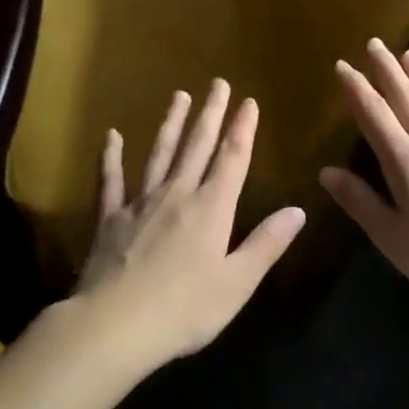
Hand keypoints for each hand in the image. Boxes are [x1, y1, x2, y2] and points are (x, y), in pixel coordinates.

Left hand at [76, 79, 304, 368]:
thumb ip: (266, 244)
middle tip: (218, 83)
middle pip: (197, 146)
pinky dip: (111, 157)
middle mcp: (177, 194)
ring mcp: (140, 202)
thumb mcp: (237, 283)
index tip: (248, 101)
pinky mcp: (110, 218)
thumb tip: (298, 210)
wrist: (112, 326)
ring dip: (171, 123)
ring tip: (179, 95)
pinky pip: (111, 180)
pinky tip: (112, 136)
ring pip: (159, 153)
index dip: (242, 129)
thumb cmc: (183, 310)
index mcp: (211, 208)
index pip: (232, 159)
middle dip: (210, 114)